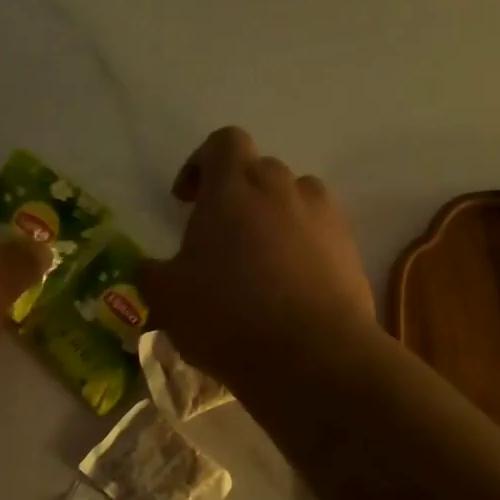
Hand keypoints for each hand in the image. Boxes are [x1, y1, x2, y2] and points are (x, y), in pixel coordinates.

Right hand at [139, 127, 377, 389]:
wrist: (311, 356)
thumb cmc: (227, 317)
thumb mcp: (167, 299)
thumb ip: (151, 273)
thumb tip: (149, 266)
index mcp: (232, 189)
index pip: (223, 143)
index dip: (202, 163)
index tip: (188, 200)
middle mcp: (281, 190)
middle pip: (260, 169)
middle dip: (238, 193)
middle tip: (221, 235)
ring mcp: (323, 218)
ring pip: (296, 198)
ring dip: (275, 216)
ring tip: (261, 258)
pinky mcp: (350, 250)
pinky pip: (322, 232)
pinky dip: (304, 246)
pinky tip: (291, 286)